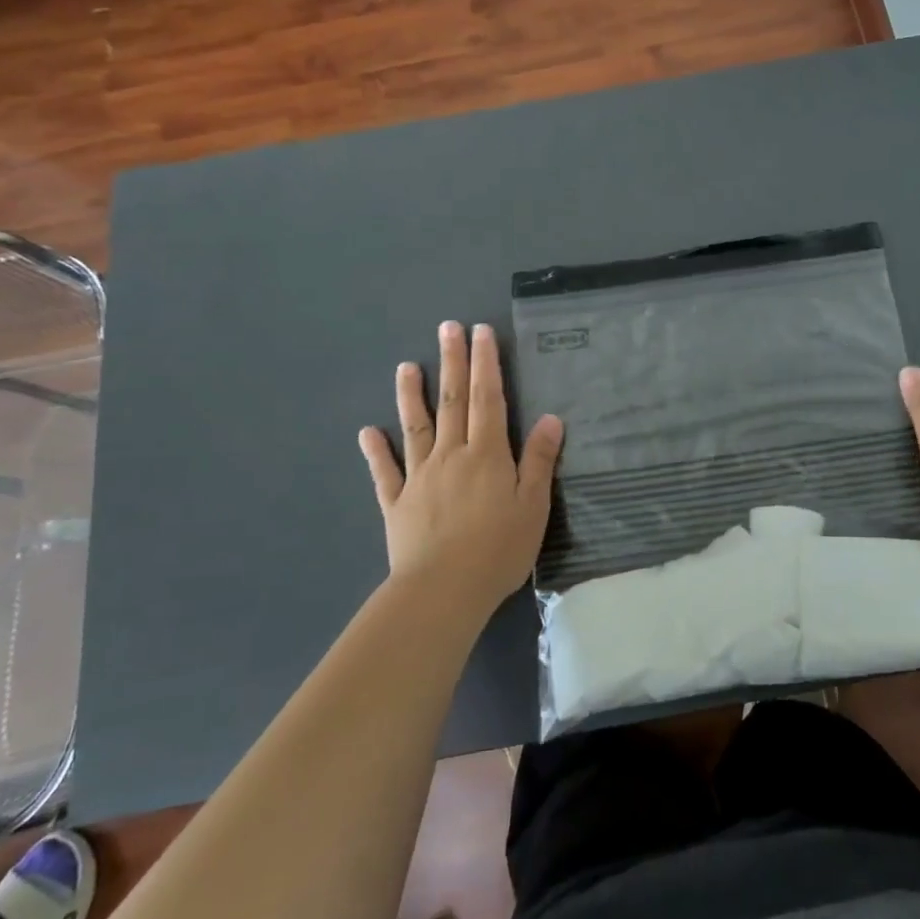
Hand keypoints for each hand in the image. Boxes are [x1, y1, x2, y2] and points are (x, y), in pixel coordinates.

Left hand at [358, 321, 562, 614]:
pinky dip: (376, 450)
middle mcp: (451, 455)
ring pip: (415, 426)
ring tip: (407, 365)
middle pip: (452, 401)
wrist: (443, 590)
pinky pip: (385, 471)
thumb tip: (552, 418)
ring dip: (411, 394)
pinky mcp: (397, 503)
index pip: (487, 399)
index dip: (486, 364)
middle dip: (452, 362)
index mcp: (487, 454)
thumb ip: (540, 460)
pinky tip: (367, 431)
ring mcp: (419, 476)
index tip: (481, 332)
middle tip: (448, 328)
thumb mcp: (534, 505)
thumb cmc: (498, 549)